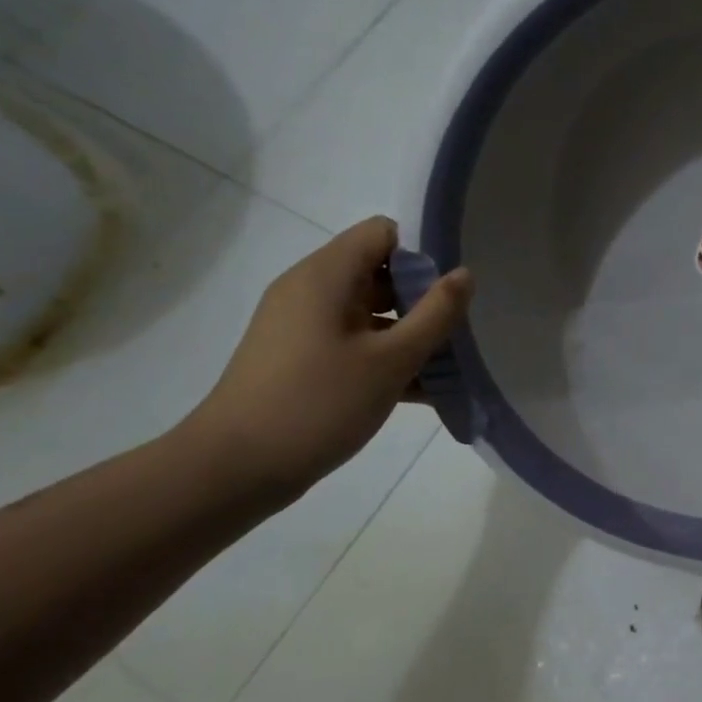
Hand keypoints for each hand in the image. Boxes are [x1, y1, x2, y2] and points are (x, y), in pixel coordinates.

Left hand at [186, 217, 472, 496]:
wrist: (236, 467)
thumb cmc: (319, 403)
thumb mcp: (391, 360)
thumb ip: (436, 315)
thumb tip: (465, 274)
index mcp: (326, 276)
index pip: (382, 233)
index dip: (421, 256)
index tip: (446, 298)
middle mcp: (310, 290)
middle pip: (379, 273)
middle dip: (422, 301)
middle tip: (455, 338)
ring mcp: (302, 326)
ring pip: (370, 314)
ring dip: (409, 336)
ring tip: (448, 370)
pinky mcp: (300, 359)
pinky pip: (353, 343)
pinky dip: (384, 359)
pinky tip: (421, 393)